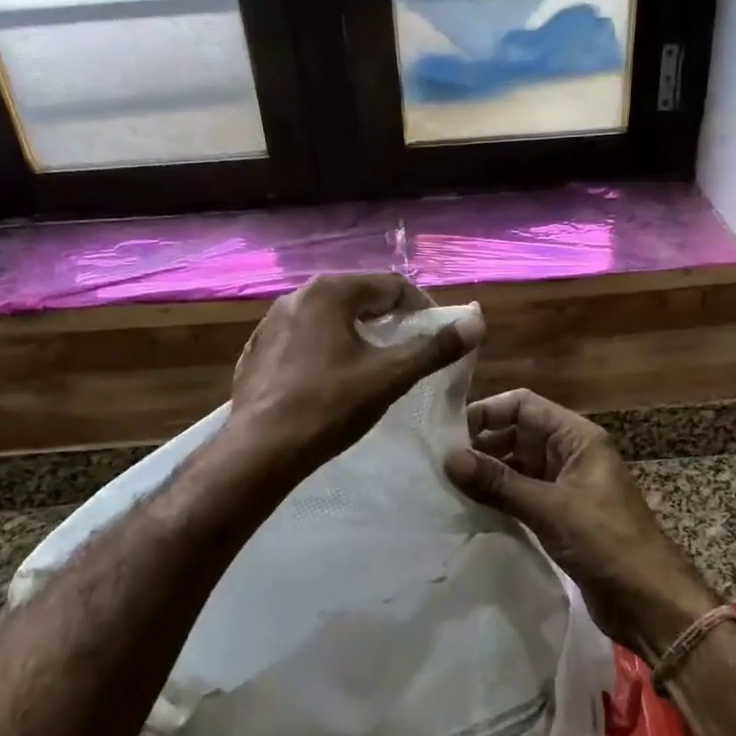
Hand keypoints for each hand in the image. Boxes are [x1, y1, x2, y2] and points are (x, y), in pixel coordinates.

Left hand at [228, 274, 478, 475]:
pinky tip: (332, 378)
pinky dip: (326, 348)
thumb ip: (435, 347)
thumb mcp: (390, 376)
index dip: (422, 307)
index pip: (391, 285)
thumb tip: (477, 322)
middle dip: (389, 318)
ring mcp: (272, 321)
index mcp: (331, 292)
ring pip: (329, 317)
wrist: (260, 450)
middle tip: (409, 347)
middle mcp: (298, 295)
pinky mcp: (258, 349)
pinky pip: (304, 337)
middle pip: (359, 296)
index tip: (437, 334)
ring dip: (357, 332)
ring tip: (374, 363)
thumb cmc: (330, 407)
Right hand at [443, 389, 719, 656]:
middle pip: (518, 433)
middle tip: (440, 464)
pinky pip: (523, 494)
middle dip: (482, 444)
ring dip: (488, 473)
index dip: (487, 412)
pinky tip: (470, 509)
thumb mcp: (549, 508)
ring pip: (518, 465)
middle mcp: (570, 453)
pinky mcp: (561, 515)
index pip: (524, 405)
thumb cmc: (606, 542)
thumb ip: (498, 482)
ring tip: (447, 486)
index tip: (448, 435)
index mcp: (577, 437)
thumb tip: (448, 458)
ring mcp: (566, 485)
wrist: (650, 601)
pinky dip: (499, 497)